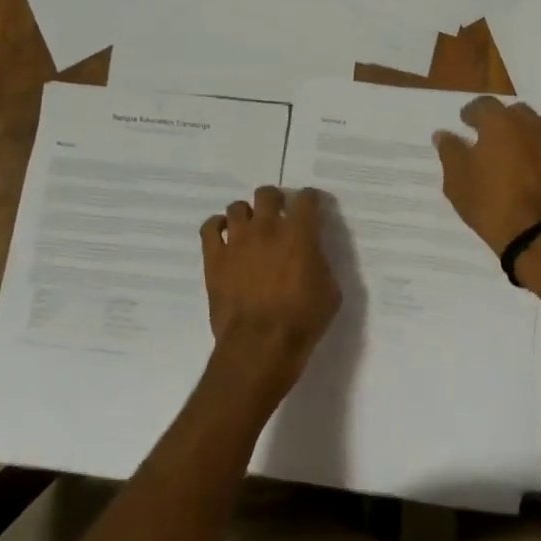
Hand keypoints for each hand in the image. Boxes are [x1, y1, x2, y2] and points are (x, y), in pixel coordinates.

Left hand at [199, 186, 339, 386]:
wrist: (260, 346)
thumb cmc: (302, 321)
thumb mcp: (330, 291)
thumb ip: (321, 263)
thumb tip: (312, 254)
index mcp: (300, 233)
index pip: (306, 199)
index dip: (310, 200)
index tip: (311, 208)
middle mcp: (267, 228)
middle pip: (267, 194)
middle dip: (275, 200)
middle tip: (279, 216)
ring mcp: (237, 241)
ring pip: (237, 207)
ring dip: (247, 215)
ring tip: (251, 229)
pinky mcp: (214, 258)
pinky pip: (209, 227)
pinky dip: (217, 226)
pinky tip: (225, 236)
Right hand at [433, 96, 540, 253]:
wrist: (538, 234)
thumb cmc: (490, 203)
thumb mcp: (457, 180)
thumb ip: (449, 151)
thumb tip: (443, 134)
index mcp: (499, 121)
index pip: (483, 104)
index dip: (471, 113)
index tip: (464, 123)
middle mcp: (529, 122)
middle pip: (511, 112)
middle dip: (498, 120)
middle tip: (487, 138)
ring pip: (534, 124)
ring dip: (522, 131)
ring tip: (511, 149)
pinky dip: (540, 145)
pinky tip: (531, 162)